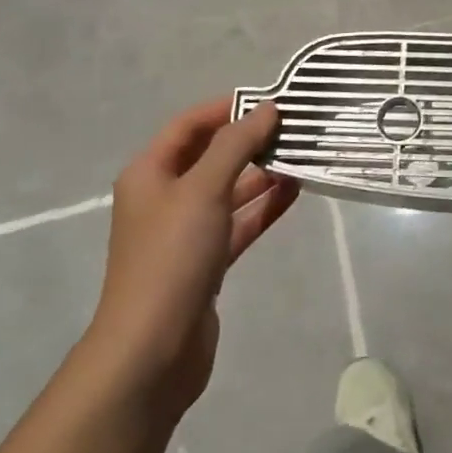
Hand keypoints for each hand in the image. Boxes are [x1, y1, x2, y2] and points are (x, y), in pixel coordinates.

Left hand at [81, 97, 299, 423]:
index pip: (190, 124)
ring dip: (260, 173)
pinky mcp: (205, 262)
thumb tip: (267, 108)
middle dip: (249, 139)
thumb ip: (237, 145)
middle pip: (210, 155)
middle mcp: (164, 197)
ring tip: (301, 154)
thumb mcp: (204, 190)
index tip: (270, 99)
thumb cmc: (171, 258)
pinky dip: (262, 206)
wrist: (151, 354)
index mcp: (150, 173)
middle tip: (293, 126)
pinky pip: (237, 222)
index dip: (227, 107)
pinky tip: (294, 190)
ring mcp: (185, 232)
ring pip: (228, 189)